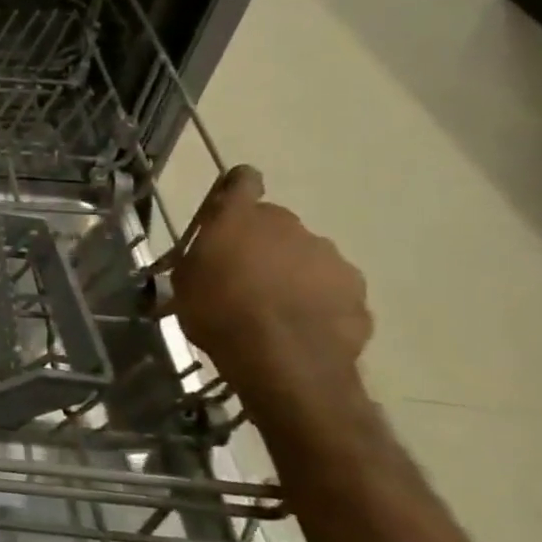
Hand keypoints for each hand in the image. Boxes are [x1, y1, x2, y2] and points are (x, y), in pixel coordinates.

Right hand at [164, 165, 372, 413]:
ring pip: (305, 255)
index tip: (228, 210)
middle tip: (243, 277)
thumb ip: (200, 258)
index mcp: (240, 219)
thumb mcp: (184, 284)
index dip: (236, 190)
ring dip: (291, 272)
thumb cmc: (219, 314)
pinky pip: (330, 288)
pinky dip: (317, 301)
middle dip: (261, 243)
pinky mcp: (357, 290)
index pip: (242, 180)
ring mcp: (329, 257)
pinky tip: (300, 328)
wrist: (285, 361)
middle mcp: (289, 226)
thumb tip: (209, 255)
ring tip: (274, 309)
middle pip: (274, 223)